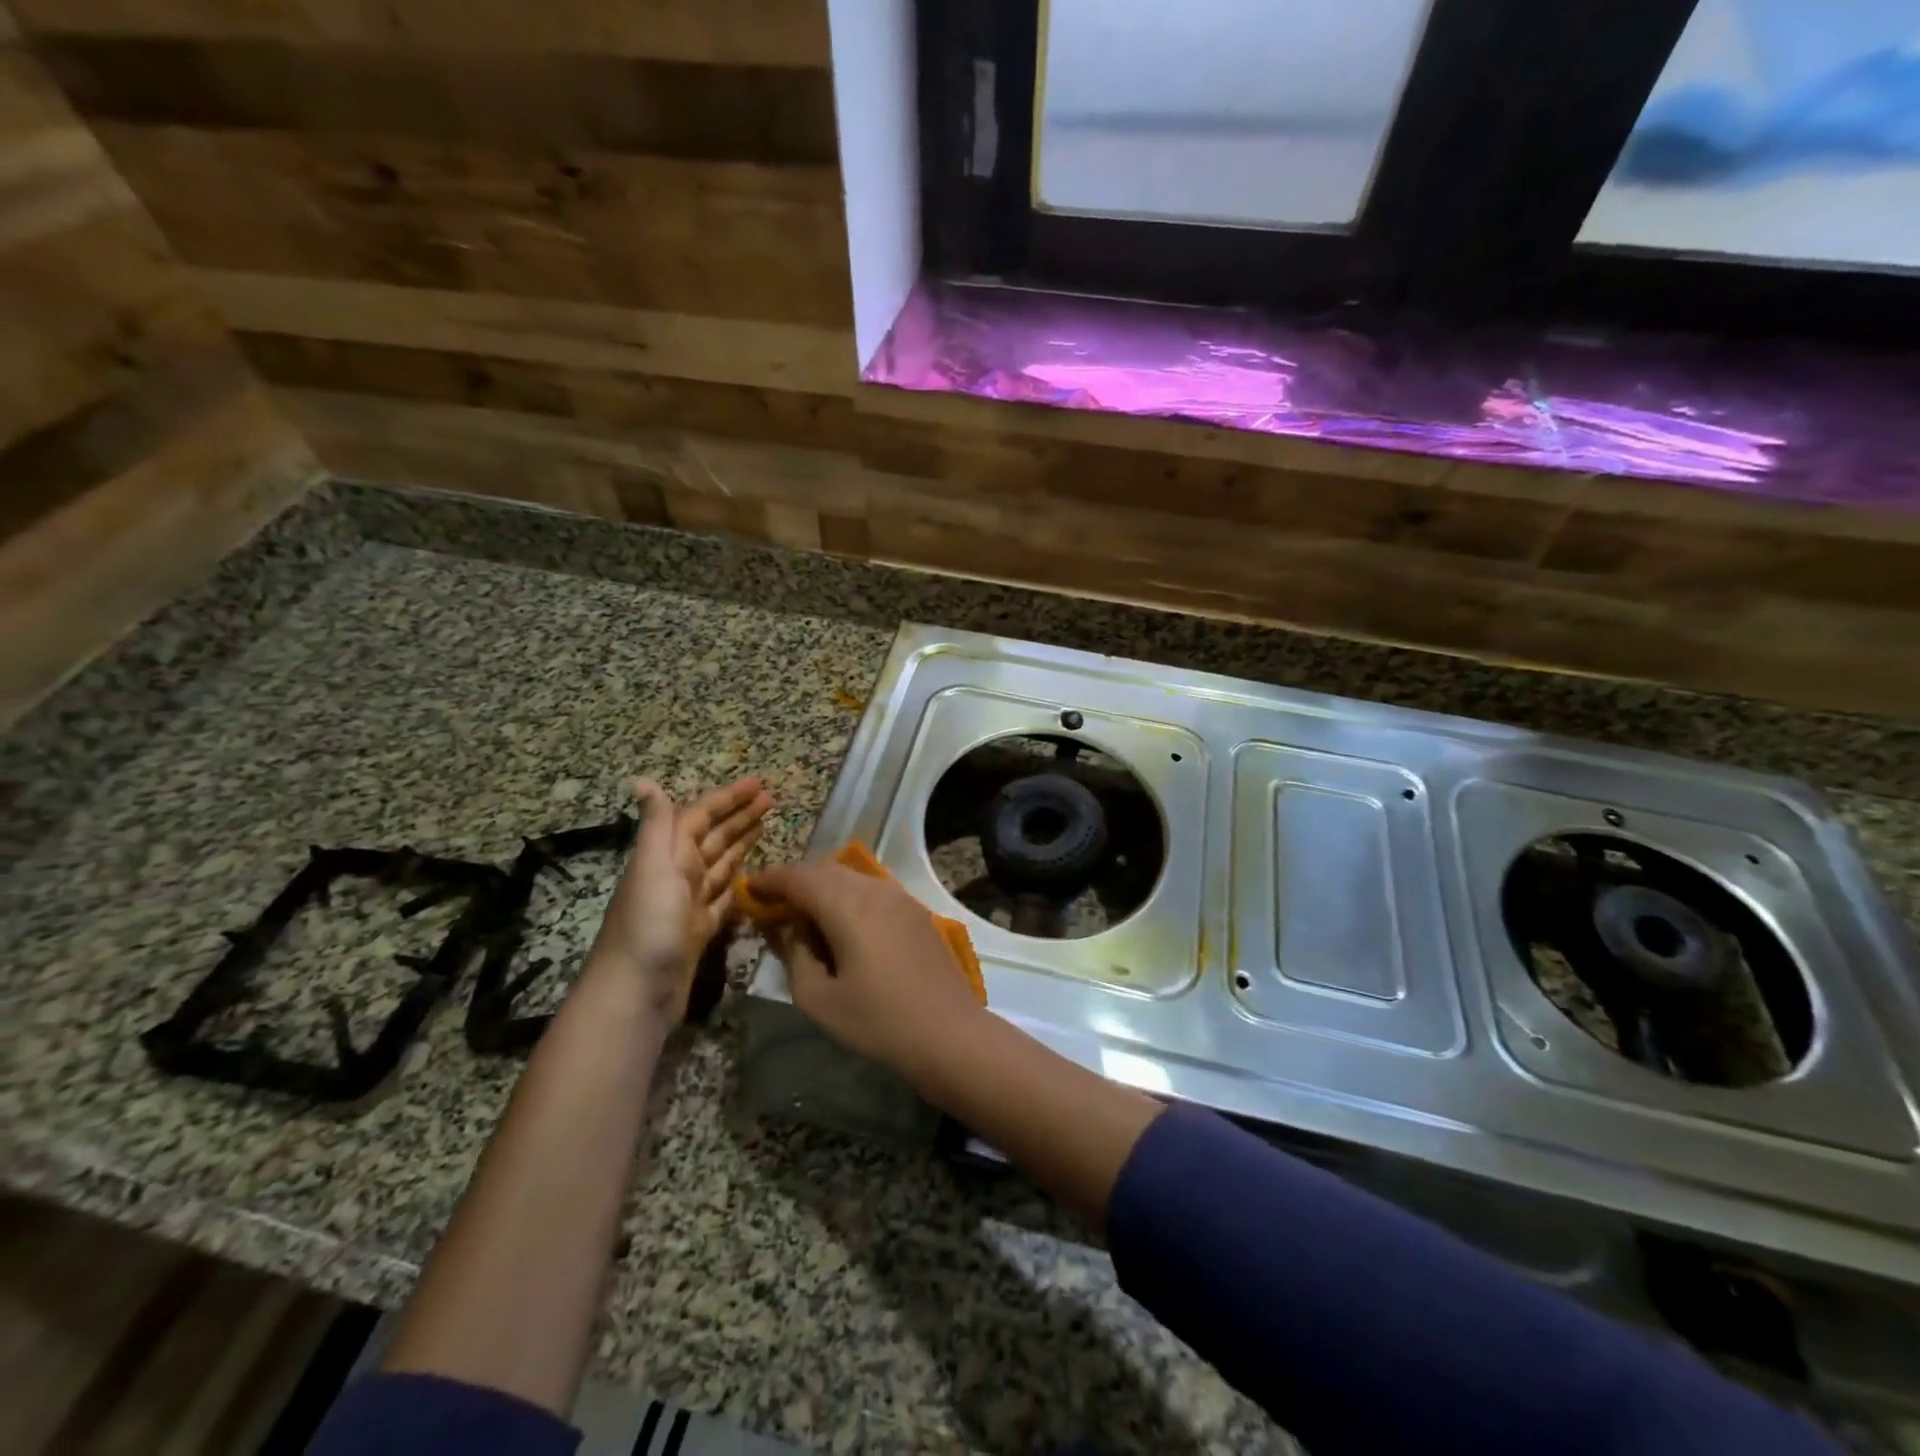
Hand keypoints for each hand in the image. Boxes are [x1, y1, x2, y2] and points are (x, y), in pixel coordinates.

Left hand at [590, 776, 772, 1019]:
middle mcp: (677, 874)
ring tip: (766, 826)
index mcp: (667, 855)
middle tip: (772, 800)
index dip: (727, 799)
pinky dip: (738, 882)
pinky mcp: (700, 929)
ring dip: (741, 843)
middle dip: (740, 816)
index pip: (700, 816)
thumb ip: (657, 826)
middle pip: (713, 837)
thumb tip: (645, 781)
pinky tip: (752, 874)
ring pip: (721, 863)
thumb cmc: (648, 925)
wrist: (636, 993)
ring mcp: (689, 903)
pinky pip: (724, 896)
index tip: (758, 783)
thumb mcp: (652, 868)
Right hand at [747, 862, 987, 1081]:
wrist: (948, 1032)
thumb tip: (788, 930)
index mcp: (847, 905)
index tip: (749, 891)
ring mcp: (899, 897)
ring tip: (803, 915)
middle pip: (825, 870)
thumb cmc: (878, 1022)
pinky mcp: (915, 911)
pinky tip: (841, 924)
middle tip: (772, 904)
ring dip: (822, 887)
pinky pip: (871, 890)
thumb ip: (795, 956)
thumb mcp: (819, 999)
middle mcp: (874, 889)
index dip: (770, 880)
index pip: (799, 877)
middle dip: (795, 881)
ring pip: (850, 877)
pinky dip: (847, 896)